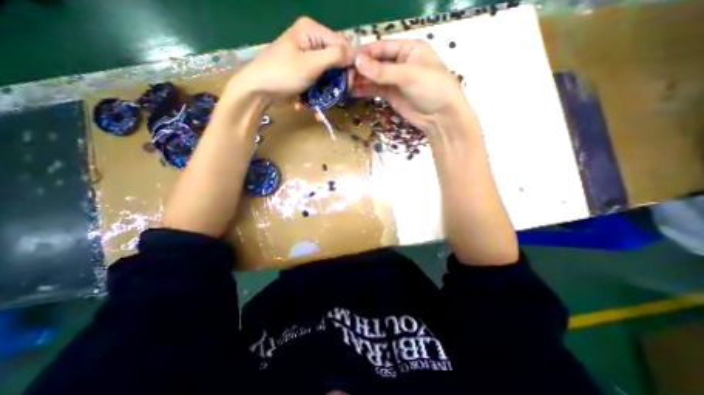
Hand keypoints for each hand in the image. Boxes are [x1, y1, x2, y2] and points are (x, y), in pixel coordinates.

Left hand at [234, 17, 354, 102]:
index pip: (342, 45)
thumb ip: (335, 56)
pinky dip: (318, 95)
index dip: (349, 64)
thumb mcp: (311, 63)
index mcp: (312, 31)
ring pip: (328, 76)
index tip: (349, 84)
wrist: (259, 90)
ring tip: (323, 106)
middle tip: (337, 97)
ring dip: (327, 93)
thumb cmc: (283, 73)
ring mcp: (307, 59)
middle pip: (336, 62)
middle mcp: (311, 42)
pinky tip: (313, 106)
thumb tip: (355, 54)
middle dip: (337, 82)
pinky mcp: (305, 74)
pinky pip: (319, 84)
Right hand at [352, 39, 465, 132]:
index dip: (365, 53)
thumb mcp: (408, 75)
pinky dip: (365, 90)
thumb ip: (382, 70)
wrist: (440, 117)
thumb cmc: (431, 88)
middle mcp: (400, 62)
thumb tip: (357, 62)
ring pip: (374, 77)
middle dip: (361, 68)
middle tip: (343, 74)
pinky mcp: (391, 95)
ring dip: (360, 80)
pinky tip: (353, 91)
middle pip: (376, 62)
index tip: (348, 59)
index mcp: (408, 49)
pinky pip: (376, 90)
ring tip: (345, 84)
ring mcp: (395, 80)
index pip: (382, 47)